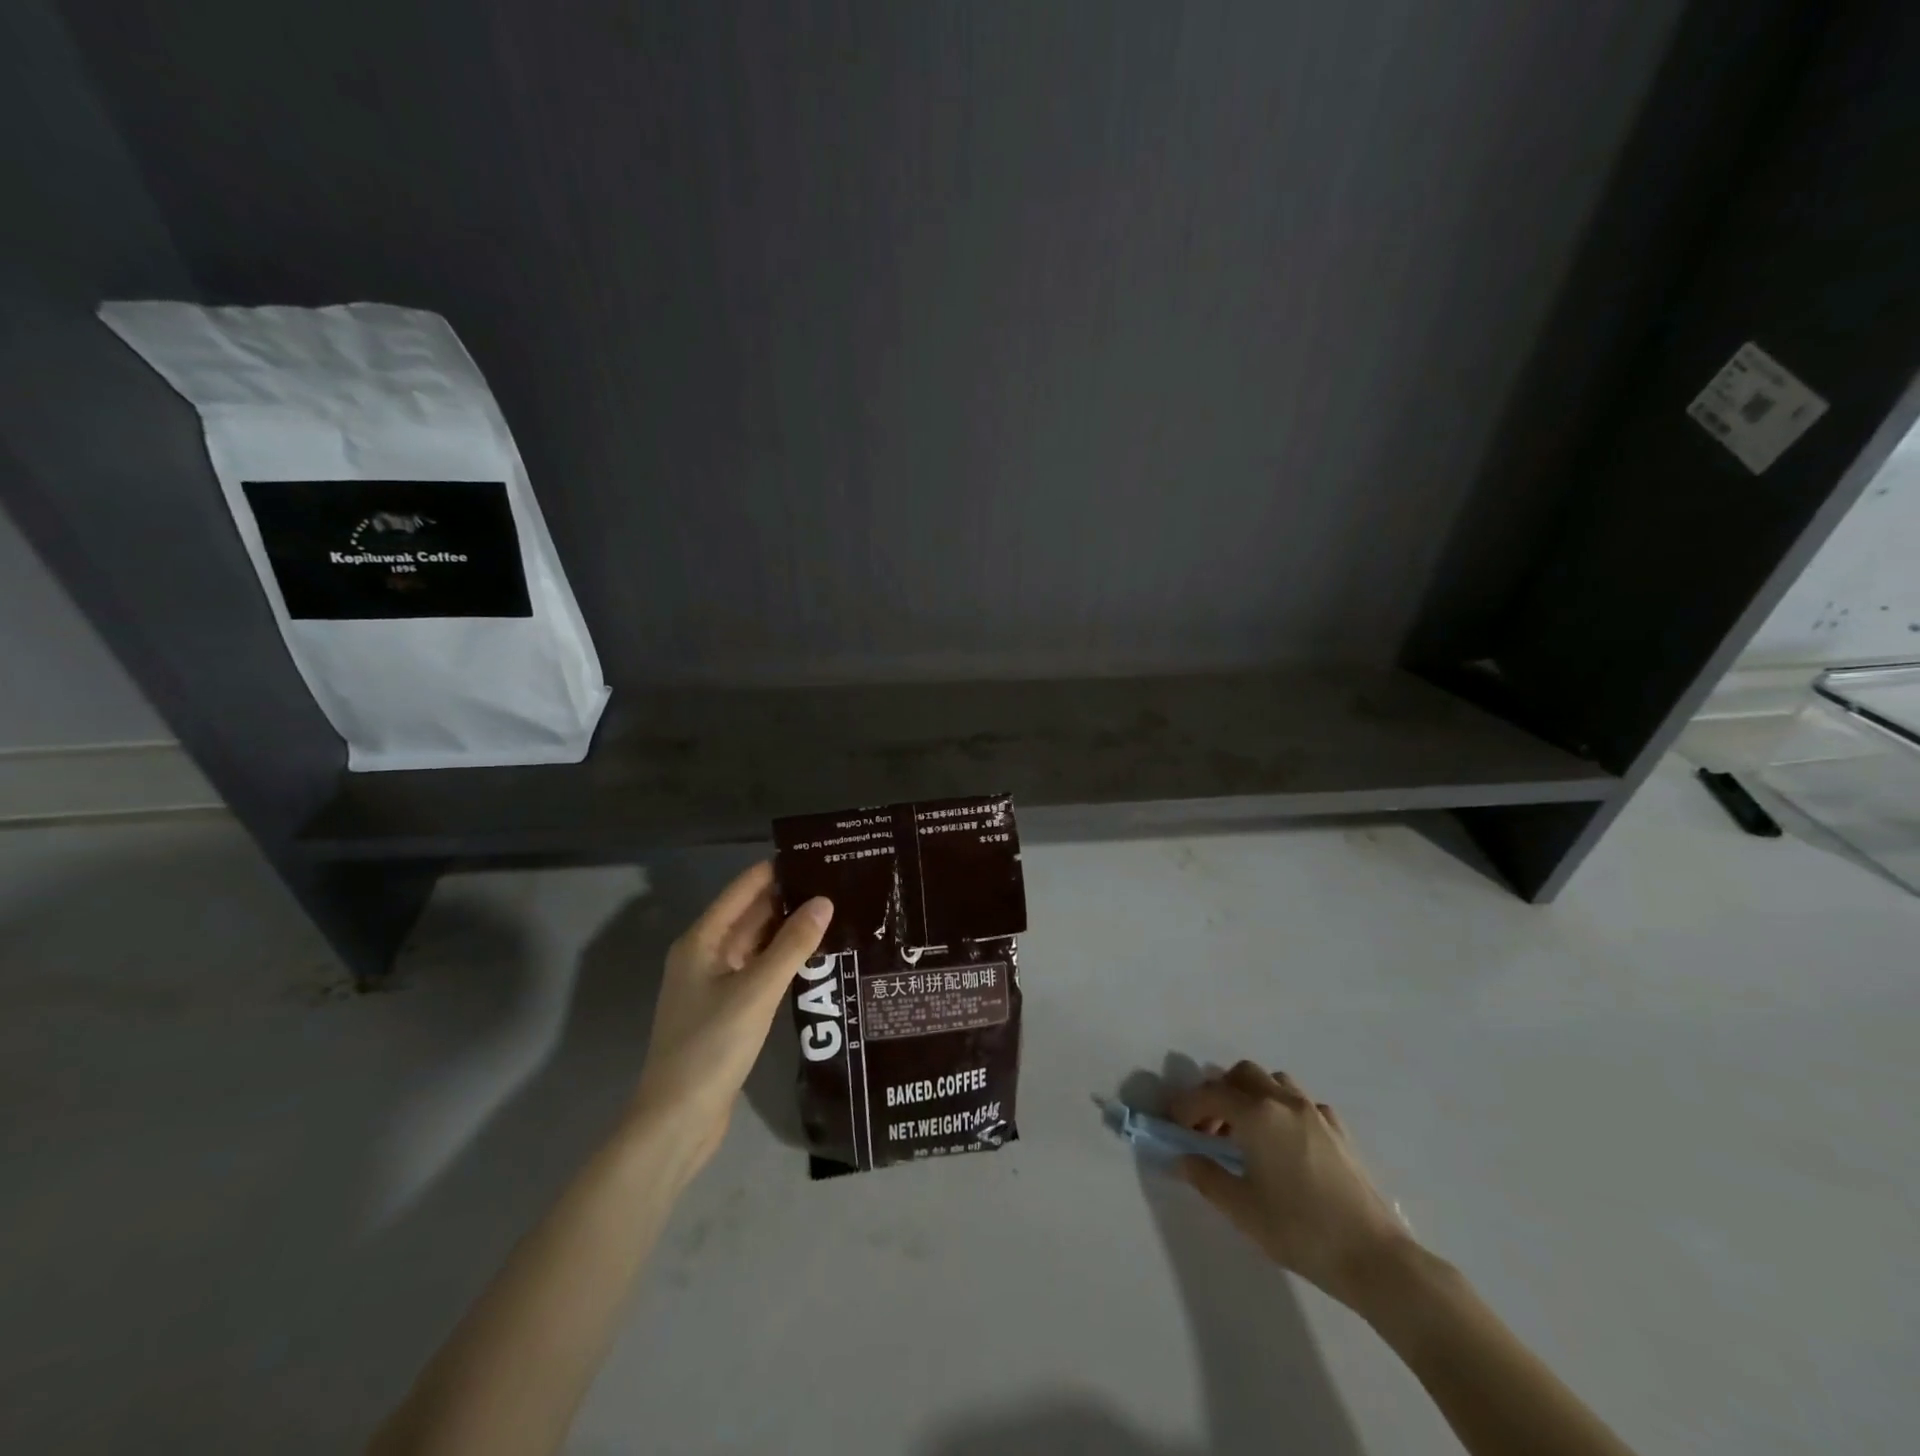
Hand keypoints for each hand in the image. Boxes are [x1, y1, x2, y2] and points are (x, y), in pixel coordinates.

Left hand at [629, 862, 831, 1169]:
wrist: (677, 1120)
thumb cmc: (712, 1046)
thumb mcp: (757, 991)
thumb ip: (792, 945)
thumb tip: (824, 901)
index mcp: (702, 941)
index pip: (744, 889)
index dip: (777, 870)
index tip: (818, 856)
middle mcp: (704, 955)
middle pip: (750, 915)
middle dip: (789, 899)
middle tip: (838, 885)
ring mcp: (713, 984)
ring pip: (756, 944)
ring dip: (789, 931)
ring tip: (836, 914)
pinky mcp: (725, 1010)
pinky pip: (757, 971)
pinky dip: (782, 961)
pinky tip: (815, 958)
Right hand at [1170, 1061, 1413, 1309]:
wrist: (1374, 1258)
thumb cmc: (1300, 1231)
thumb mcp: (1242, 1209)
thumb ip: (1207, 1177)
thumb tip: (1183, 1159)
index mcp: (1257, 1114)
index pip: (1210, 1093)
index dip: (1186, 1105)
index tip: (1173, 1124)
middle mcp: (1284, 1101)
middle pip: (1242, 1074)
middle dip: (1219, 1093)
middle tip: (1208, 1128)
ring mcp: (1315, 1112)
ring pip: (1274, 1081)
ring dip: (1252, 1095)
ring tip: (1246, 1131)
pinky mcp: (1338, 1130)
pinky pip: (1302, 1103)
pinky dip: (1283, 1110)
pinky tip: (1285, 1142)